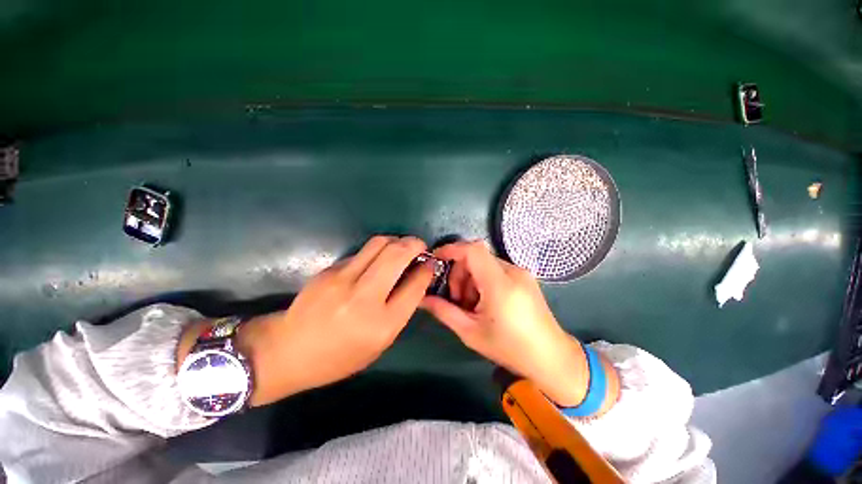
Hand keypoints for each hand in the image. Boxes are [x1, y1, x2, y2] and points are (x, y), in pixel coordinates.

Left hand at [178, 236, 434, 406]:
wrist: (288, 350)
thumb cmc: (339, 356)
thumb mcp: (379, 343)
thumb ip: (401, 310)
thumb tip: (416, 280)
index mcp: (382, 324)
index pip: (415, 286)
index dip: (427, 269)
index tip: (431, 262)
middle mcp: (364, 298)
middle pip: (397, 255)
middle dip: (415, 244)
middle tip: (420, 246)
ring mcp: (343, 280)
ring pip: (379, 244)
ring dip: (396, 241)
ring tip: (401, 246)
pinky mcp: (329, 270)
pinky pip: (362, 252)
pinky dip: (376, 251)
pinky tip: (377, 259)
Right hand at [421, 240, 617, 408]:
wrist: (551, 358)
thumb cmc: (509, 348)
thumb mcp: (470, 332)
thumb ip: (443, 311)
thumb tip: (422, 298)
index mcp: (500, 284)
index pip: (472, 250)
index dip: (451, 249)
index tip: (436, 259)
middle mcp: (512, 271)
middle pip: (476, 256)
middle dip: (459, 272)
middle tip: (457, 299)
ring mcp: (521, 273)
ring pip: (485, 263)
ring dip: (471, 277)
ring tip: (471, 304)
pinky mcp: (524, 278)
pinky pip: (496, 269)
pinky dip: (483, 280)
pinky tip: (485, 302)